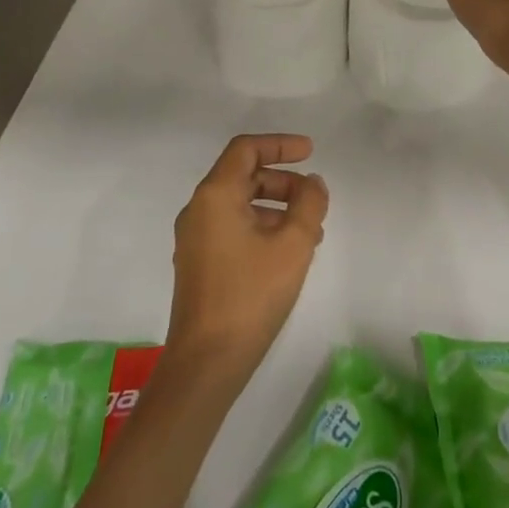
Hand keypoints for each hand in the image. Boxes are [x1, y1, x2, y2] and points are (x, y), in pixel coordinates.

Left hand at [166, 135, 328, 382]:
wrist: (206, 363)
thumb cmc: (250, 295)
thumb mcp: (293, 245)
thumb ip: (309, 205)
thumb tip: (313, 183)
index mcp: (215, 195)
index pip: (246, 149)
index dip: (280, 144)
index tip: (311, 152)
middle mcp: (199, 209)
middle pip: (243, 175)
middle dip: (283, 180)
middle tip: (314, 198)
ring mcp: (195, 238)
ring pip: (239, 203)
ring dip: (276, 207)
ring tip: (310, 231)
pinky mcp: (198, 263)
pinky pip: (232, 227)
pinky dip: (261, 226)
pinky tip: (287, 253)